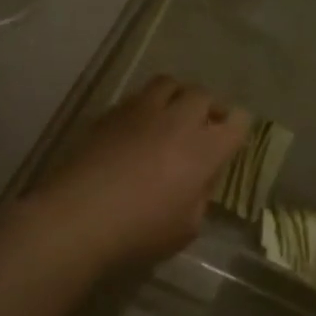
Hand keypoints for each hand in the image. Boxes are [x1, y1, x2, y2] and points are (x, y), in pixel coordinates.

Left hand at [25, 77, 248, 269]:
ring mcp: (141, 111)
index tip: (232, 138)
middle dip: (209, 108)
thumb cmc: (139, 231)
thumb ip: (200, 197)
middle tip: (203, 127)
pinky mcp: (110, 113)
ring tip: (171, 116)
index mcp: (204, 149)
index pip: (236, 122)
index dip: (238, 128)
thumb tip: (198, 179)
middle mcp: (177, 120)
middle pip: (203, 95)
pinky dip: (145, 106)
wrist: (77, 216)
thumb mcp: (186, 228)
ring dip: (176, 96)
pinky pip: (136, 97)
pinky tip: (137, 128)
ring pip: (168, 84)